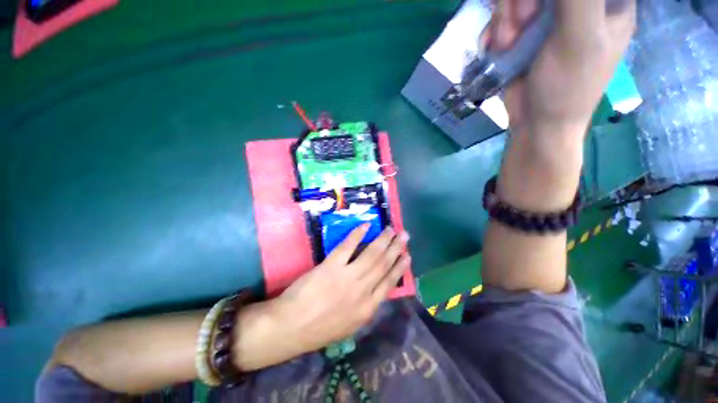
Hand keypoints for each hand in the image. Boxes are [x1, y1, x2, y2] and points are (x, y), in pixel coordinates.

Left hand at [274, 225, 409, 353]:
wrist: (291, 327)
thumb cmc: (319, 329)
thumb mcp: (350, 326)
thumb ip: (365, 309)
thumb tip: (376, 291)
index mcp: (367, 308)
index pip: (389, 283)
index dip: (400, 268)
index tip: (407, 256)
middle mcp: (362, 290)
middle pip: (383, 265)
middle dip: (396, 249)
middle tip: (404, 235)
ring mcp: (347, 276)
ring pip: (371, 254)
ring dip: (382, 240)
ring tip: (391, 229)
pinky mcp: (331, 265)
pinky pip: (348, 246)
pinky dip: (358, 234)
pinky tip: (366, 226)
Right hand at [490, 0, 635, 135]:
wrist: (536, 124)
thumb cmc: (566, 87)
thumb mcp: (578, 37)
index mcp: (605, 0)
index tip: (535, 11)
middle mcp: (577, 4)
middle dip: (520, 4)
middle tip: (521, 27)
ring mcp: (549, 18)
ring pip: (516, 0)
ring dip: (504, 20)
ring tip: (507, 45)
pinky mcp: (526, 34)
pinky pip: (503, 18)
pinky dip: (494, 32)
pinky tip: (496, 48)